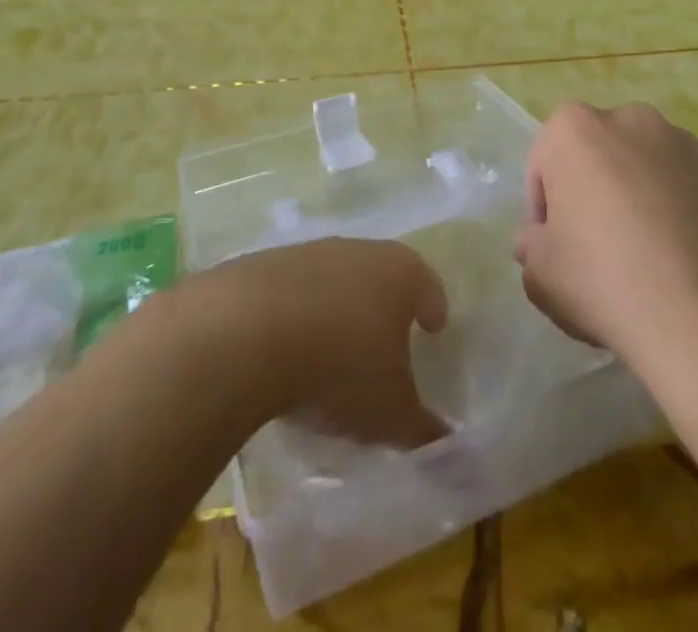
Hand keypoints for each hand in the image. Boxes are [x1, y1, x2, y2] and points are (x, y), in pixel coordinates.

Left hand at [194, 239, 449, 449]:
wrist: (247, 331)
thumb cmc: (343, 365)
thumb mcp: (391, 412)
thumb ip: (423, 430)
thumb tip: (449, 446)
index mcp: (401, 272)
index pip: (428, 285)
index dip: (433, 309)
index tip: (434, 328)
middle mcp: (359, 250)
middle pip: (380, 276)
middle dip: (384, 308)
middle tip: (386, 343)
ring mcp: (309, 254)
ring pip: (334, 282)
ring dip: (336, 311)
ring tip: (332, 353)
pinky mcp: (264, 266)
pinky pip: (291, 294)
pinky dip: (295, 317)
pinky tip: (286, 352)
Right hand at [516, 102, 697, 373]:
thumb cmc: (602, 280)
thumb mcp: (538, 273)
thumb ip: (530, 243)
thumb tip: (542, 238)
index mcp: (575, 129)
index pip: (546, 162)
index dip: (546, 205)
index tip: (556, 245)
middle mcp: (630, 119)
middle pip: (601, 153)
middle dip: (597, 188)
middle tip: (601, 245)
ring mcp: (685, 141)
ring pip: (650, 163)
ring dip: (643, 191)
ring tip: (652, 251)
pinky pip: (696, 182)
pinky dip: (689, 205)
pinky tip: (690, 251)